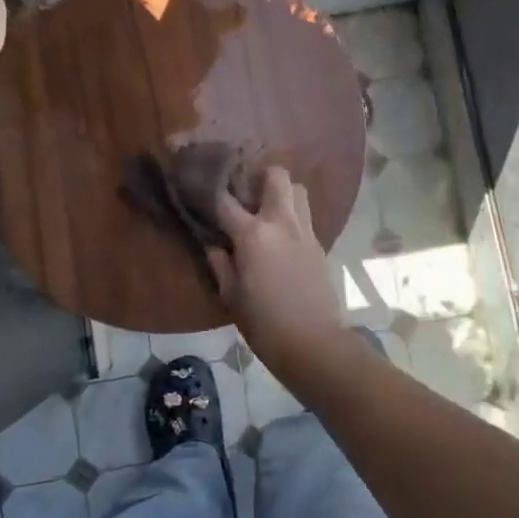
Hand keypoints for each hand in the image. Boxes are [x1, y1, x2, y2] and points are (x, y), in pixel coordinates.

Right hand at [208, 166, 345, 369]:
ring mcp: (305, 231)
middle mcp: (281, 222)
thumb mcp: (230, 295)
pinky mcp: (319, 244)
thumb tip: (213, 243)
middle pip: (276, 175)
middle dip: (259, 176)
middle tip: (245, 194)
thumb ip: (219, 263)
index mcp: (253, 234)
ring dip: (281, 193)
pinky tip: (280, 237)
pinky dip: (292, 216)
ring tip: (266, 211)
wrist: (312, 341)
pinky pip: (305, 216)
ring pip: (298, 190)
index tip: (200, 187)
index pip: (225, 200)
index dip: (210, 190)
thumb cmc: (263, 323)